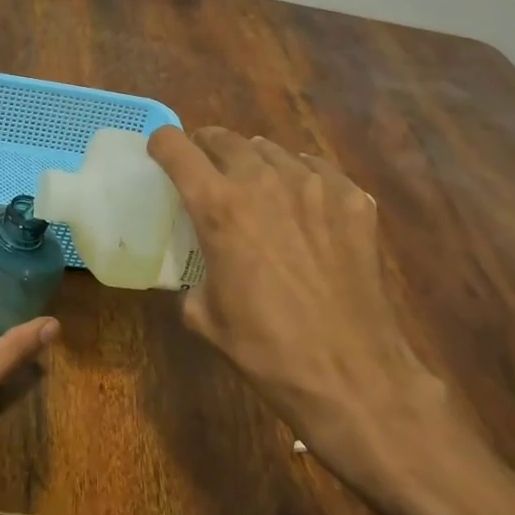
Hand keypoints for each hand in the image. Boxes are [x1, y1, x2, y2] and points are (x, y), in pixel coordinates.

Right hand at [147, 126, 481, 514]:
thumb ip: (193, 275)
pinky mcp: (354, 201)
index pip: (176, 148)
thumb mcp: (203, 314)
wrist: (350, 374)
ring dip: (254, 161)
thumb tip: (202, 268)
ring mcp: (315, 186)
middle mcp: (264, 182)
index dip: (162, 145)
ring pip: (273, 151)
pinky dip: (301, 176)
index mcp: (218, 207)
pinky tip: (303, 201)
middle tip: (205, 168)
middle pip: (225, 139)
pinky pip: (318, 170)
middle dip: (206, 147)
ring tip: (255, 184)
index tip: (160, 154)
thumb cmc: (265, 348)